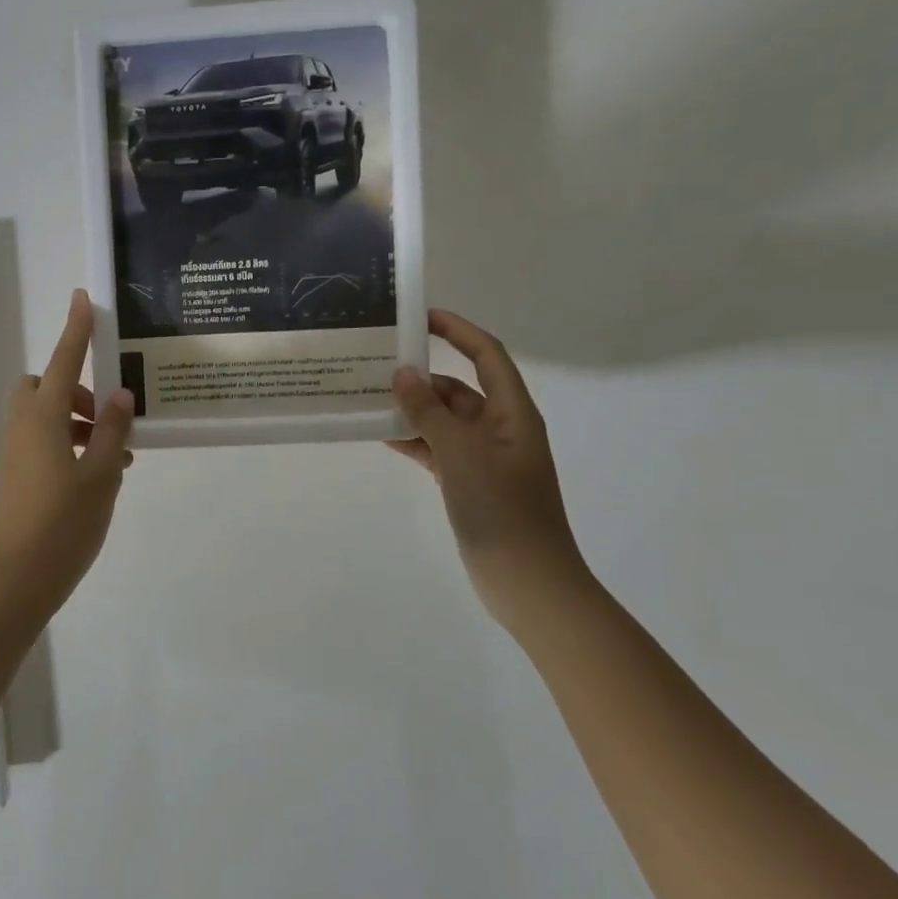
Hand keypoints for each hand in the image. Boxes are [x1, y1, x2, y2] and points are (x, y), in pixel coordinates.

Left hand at [0, 290, 134, 615]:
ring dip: (79, 421)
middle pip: (45, 386)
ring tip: (118, 452)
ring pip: (47, 416)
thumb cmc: (63, 523)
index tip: (83, 298)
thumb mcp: (101, 473)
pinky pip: (45, 441)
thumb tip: (119, 394)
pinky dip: (70, 443)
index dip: (76, 329)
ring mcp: (18, 452)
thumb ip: (111, 429)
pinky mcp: (19, 475)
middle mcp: (25, 426)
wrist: (17, 579)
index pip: (63, 360)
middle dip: (75, 387)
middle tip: (106, 414)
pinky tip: (101, 473)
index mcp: (44, 417)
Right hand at [389, 309, 585, 624]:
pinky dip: (414, 439)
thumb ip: (429, 411)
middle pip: (459, 387)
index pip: (486, 355)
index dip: (458, 330)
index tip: (420, 317)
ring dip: (414, 409)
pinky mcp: (469, 482)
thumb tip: (402, 374)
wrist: (527, 581)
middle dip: (423, 375)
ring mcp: (484, 457)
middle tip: (378, 364)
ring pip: (444, 419)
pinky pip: (437, 448)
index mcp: (512, 412)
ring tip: (370, 398)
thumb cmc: (502, 509)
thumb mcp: (462, 453)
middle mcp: (500, 428)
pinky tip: (382, 435)